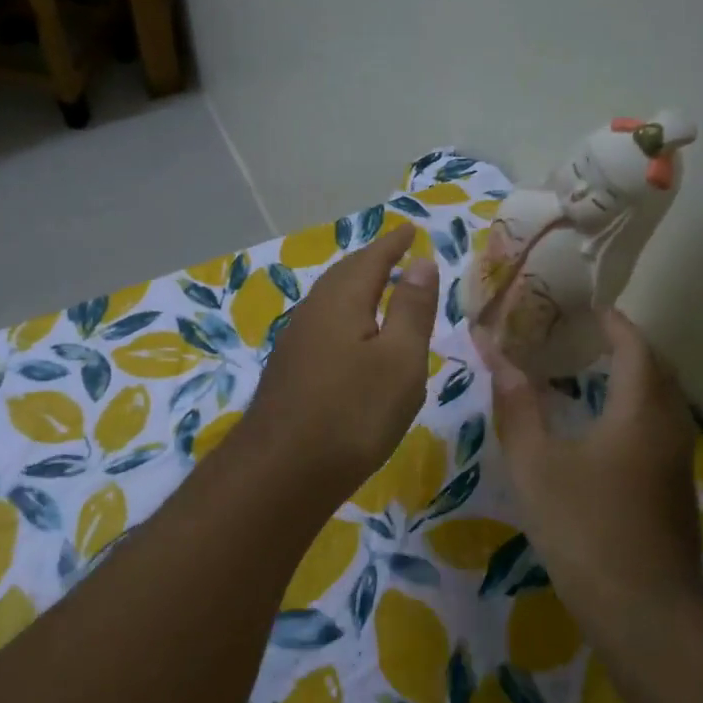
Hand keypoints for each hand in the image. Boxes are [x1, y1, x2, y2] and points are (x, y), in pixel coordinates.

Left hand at [240, 227, 440, 502]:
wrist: (282, 472)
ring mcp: (294, 342)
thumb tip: (420, 261)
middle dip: (371, 262)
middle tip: (396, 254)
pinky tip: (351, 339)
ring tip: (378, 290)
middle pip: (344, 275)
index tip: (410, 229)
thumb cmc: (353, 412)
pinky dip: (344, 318)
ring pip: (330, 301)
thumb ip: (411, 309)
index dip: (394, 244)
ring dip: (355, 289)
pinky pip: (322, 326)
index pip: (372, 258)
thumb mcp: (399, 360)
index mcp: (341, 300)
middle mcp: (312, 312)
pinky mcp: (289, 371)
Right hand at [485, 309, 702, 619]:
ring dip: (632, 377)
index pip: (635, 346)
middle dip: (625, 345)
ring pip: (661, 401)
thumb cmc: (585, 528)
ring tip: (588, 371)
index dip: (612, 322)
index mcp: (641, 411)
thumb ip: (517, 407)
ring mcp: (678, 462)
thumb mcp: (537, 464)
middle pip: (656, 369)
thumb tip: (496, 354)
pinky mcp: (674, 490)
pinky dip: (634, 408)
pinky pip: (658, 427)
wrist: (645, 613)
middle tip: (582, 335)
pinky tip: (600, 427)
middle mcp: (669, 427)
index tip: (584, 307)